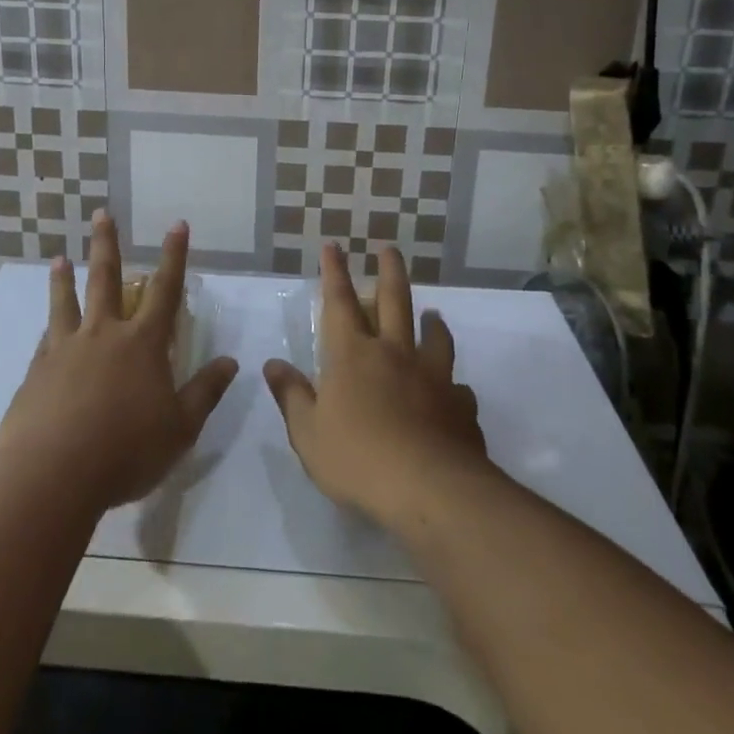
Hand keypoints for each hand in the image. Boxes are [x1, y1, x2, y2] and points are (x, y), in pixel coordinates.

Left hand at [0, 211, 238, 512]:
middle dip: (107, 245)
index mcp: (142, 344)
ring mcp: (65, 350)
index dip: (174, 257)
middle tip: (101, 214)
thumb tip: (231, 362)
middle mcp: (103, 335)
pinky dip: (48, 328)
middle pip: (105, 280)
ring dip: (64, 279)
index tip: (176, 225)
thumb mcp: (180, 428)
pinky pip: (45, 340)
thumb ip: (205, 392)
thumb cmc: (126, 451)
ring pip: (66, 303)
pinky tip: (44, 329)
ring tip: (59, 259)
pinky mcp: (36, 372)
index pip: (165, 291)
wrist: (53, 474)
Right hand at [264, 244, 490, 529]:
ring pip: (434, 336)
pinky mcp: (459, 405)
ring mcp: (433, 377)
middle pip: (394, 301)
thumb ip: (292, 395)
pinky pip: (458, 388)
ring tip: (433, 315)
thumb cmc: (357, 458)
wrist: (429, 488)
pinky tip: (454, 392)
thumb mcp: (308, 433)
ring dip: (432, 321)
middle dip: (389, 271)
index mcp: (352, 355)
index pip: (338, 302)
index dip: (334, 272)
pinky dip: (453, 385)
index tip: (334, 245)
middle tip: (390, 249)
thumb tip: (274, 364)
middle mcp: (394, 354)